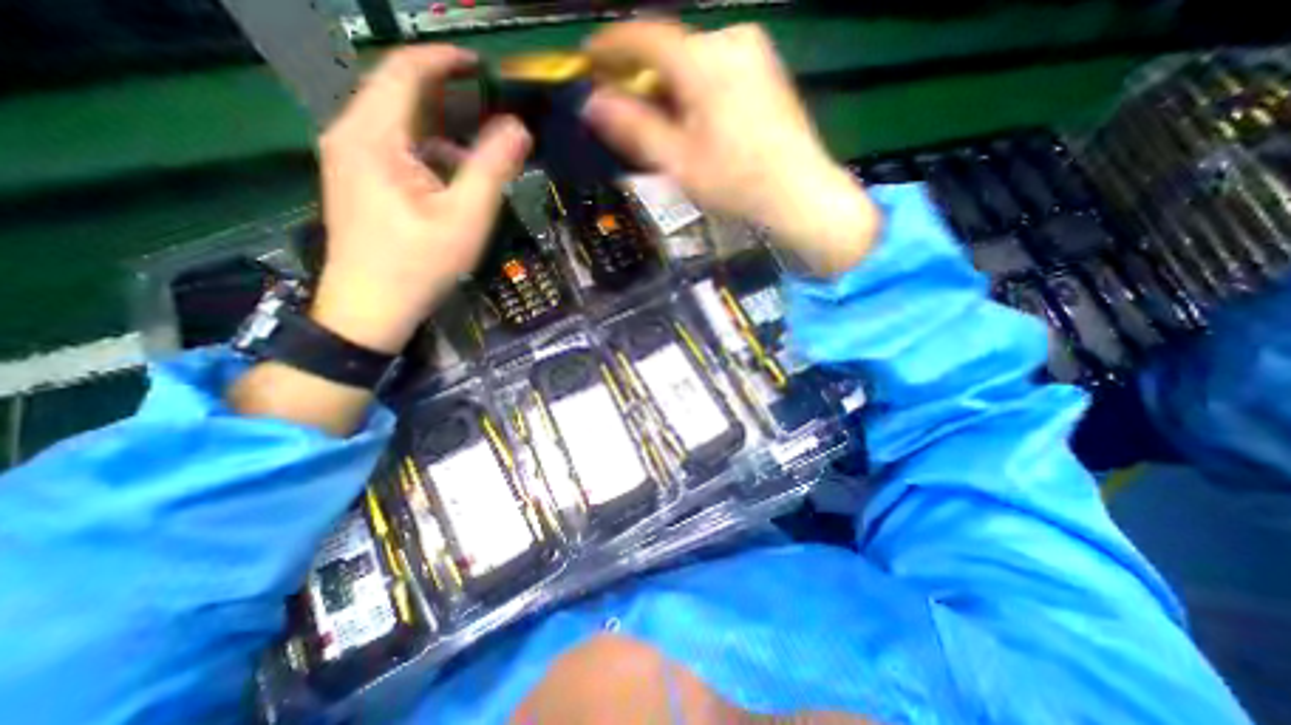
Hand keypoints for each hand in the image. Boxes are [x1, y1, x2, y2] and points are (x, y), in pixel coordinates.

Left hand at [311, 43, 529, 352]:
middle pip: (399, 95)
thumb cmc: (419, 265)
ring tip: (479, 153)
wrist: (370, 310)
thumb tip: (518, 128)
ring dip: (440, 130)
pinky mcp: (355, 180)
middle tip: (490, 111)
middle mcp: (349, 136)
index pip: (404, 72)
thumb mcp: (465, 218)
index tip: (482, 66)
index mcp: (372, 137)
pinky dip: (427, 153)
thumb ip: (491, 169)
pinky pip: (393, 149)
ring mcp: (348, 159)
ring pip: (398, 125)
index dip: (443, 60)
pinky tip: (452, 180)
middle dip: (447, 97)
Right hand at [583, 21, 877, 277]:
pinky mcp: (765, 68)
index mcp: (704, 61)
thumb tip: (593, 104)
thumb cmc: (735, 182)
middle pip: (670, 50)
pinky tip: (692, 119)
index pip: (644, 37)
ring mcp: (752, 52)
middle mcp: (729, 41)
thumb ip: (634, 129)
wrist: (799, 192)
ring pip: (693, 61)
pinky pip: (715, 68)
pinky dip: (693, 88)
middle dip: (642, 78)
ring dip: (668, 86)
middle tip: (625, 110)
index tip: (588, 61)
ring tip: (659, 124)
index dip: (611, 47)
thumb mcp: (677, 162)